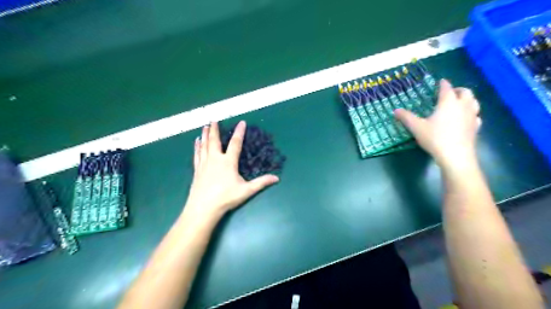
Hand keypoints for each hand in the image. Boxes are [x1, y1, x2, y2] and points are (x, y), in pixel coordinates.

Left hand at [183, 121, 279, 219]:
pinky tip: (196, 141)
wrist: (203, 207)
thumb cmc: (226, 198)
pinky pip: (197, 154)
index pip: (235, 143)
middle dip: (214, 129)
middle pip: (214, 140)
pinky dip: (197, 146)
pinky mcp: (197, 170)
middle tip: (213, 119)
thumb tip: (276, 178)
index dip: (239, 132)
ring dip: (205, 134)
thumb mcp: (246, 191)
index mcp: (228, 162)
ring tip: (205, 126)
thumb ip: (261, 183)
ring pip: (204, 145)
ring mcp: (204, 164)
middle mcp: (215, 159)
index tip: (242, 122)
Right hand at [396, 80, 482, 169]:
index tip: (441, 81)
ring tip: (459, 103)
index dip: (443, 84)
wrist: (455, 155)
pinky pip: (476, 116)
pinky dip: (471, 113)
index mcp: (448, 103)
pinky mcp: (476, 127)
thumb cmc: (435, 138)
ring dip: (467, 99)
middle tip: (450, 92)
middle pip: (465, 92)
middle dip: (458, 90)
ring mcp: (472, 116)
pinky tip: (465, 119)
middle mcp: (462, 106)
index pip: (446, 88)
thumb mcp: (416, 127)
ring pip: (474, 102)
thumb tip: (395, 110)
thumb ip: (406, 117)